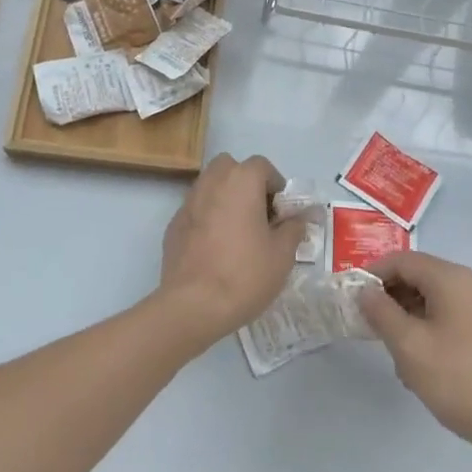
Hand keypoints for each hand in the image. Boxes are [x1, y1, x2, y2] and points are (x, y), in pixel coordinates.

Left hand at [153, 153, 304, 349]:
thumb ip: (293, 228)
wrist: (193, 305)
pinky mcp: (173, 225)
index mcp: (241, 181)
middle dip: (245, 183)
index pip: (262, 165)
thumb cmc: (245, 274)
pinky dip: (207, 218)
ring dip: (225, 198)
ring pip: (210, 186)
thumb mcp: (283, 254)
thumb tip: (299, 218)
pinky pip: (196, 210)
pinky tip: (215, 248)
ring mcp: (188, 203)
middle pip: (230, 167)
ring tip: (237, 232)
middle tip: (258, 214)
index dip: (275, 185)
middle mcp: (212, 182)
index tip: (281, 212)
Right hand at [360, 252, 471, 471]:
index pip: (402, 260)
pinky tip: (422, 368)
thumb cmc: (460, 380)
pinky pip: (450, 319)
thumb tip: (365, 291)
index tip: (351, 298)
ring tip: (396, 357)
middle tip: (369, 329)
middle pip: (419, 277)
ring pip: (433, 301)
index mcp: (451, 278)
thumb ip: (381, 313)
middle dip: (391, 300)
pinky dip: (429, 333)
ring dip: (408, 321)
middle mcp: (470, 284)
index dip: (373, 274)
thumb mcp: (410, 346)